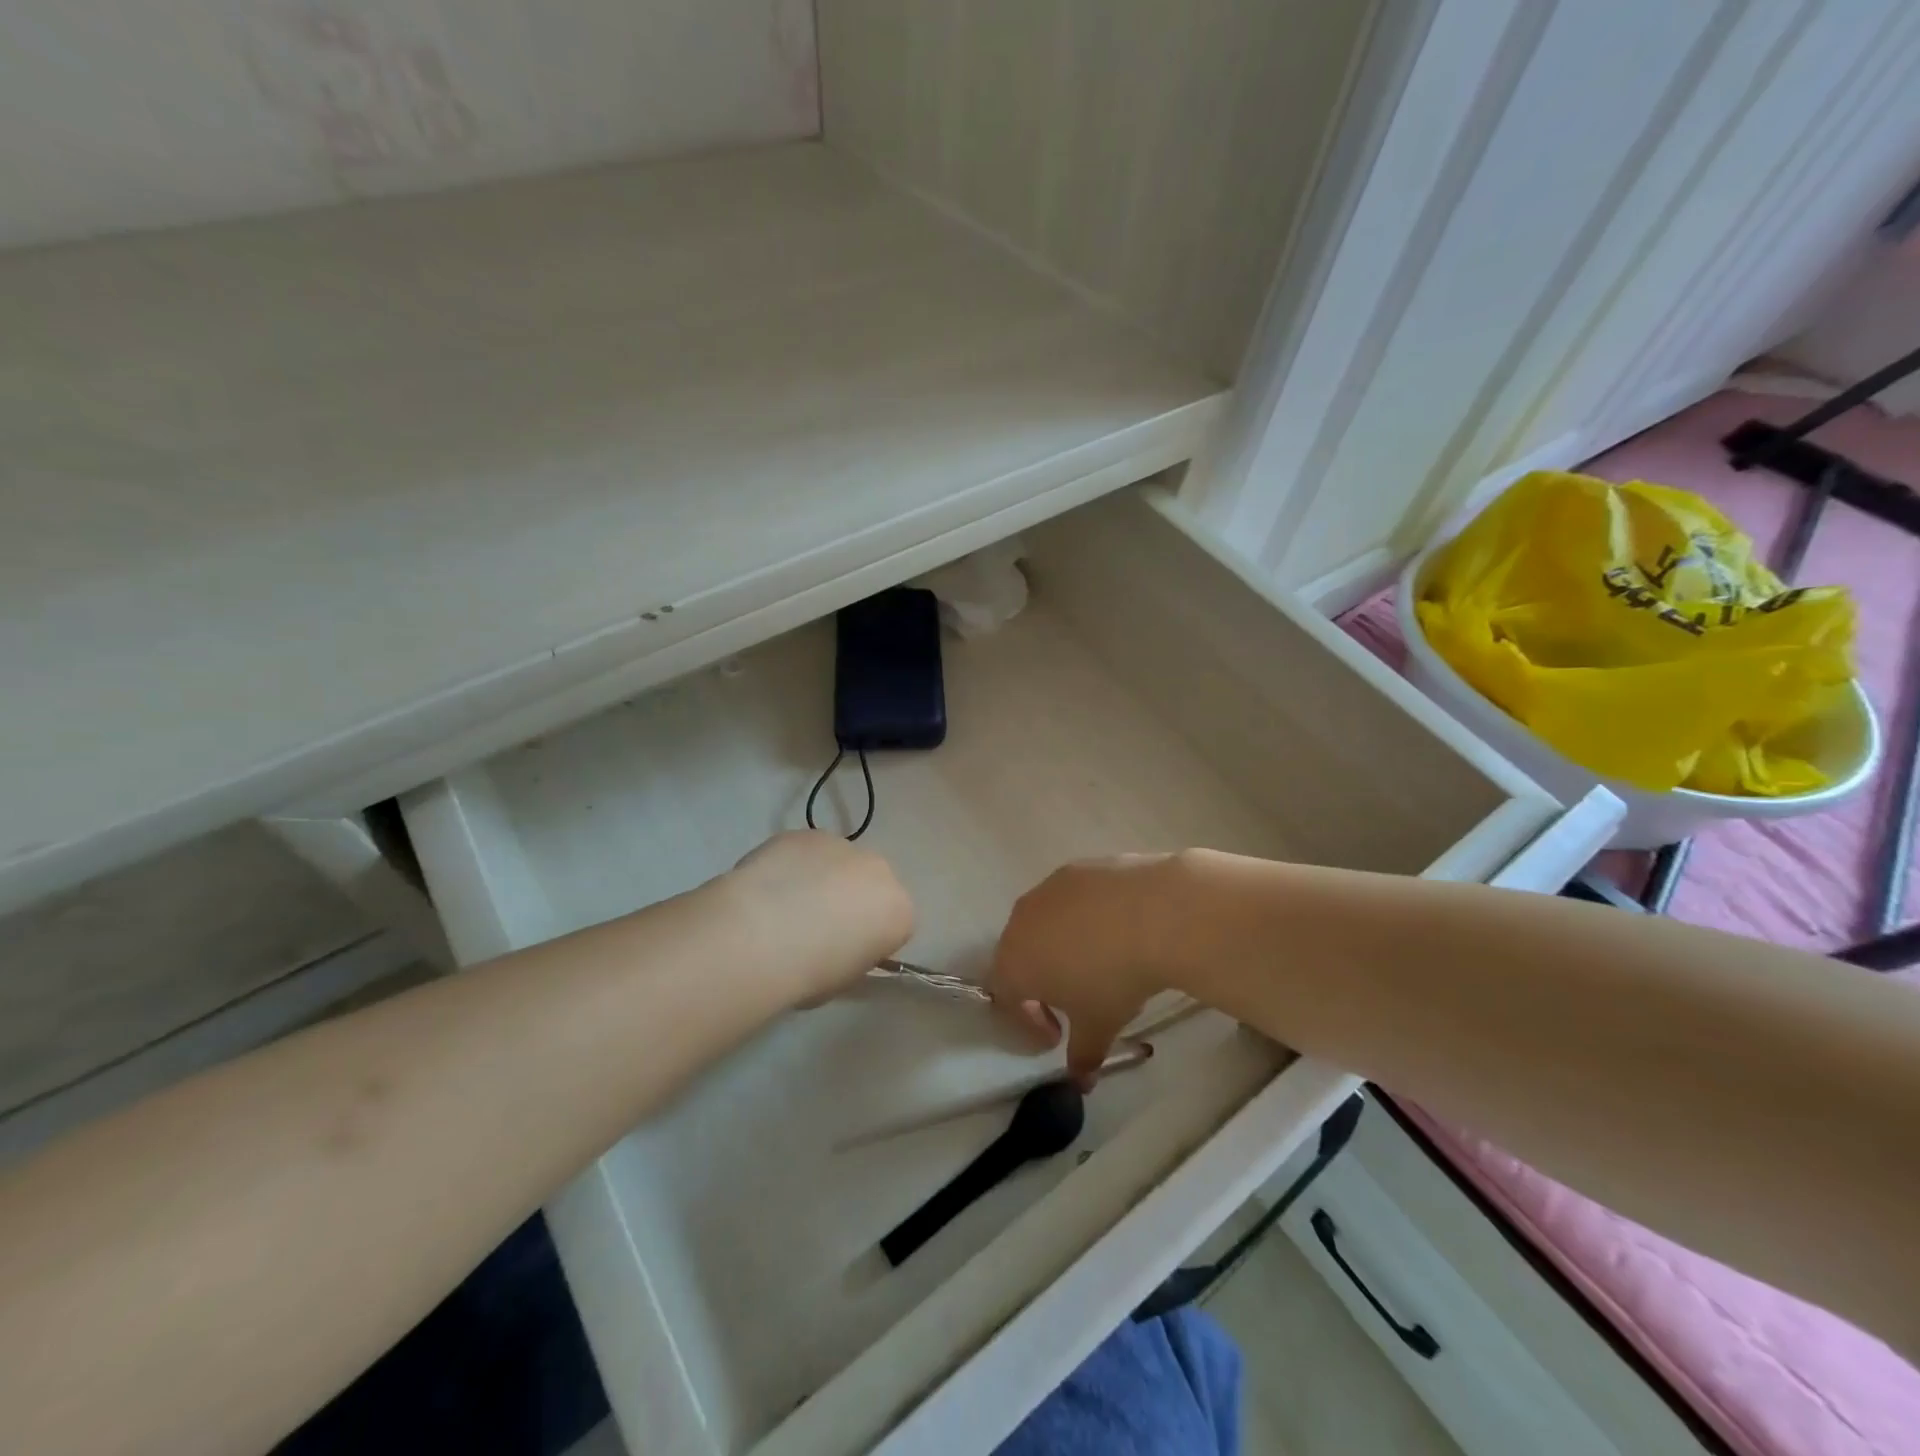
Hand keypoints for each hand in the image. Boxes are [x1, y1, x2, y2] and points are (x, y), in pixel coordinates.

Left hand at [726, 831, 914, 1003]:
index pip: (893, 924)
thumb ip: (854, 954)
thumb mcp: (845, 978)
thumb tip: (841, 947)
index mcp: (899, 910)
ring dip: (820, 879)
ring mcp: (842, 846)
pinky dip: (792, 866)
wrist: (760, 936)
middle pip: (869, 884)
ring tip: (784, 907)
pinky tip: (766, 888)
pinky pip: (804, 852)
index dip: (867, 938)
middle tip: (814, 927)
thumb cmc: (810, 972)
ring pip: (837, 863)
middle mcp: (879, 870)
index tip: (842, 953)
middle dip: (849, 900)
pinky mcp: (805, 833)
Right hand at [989, 854, 1184, 1086]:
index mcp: (1014, 962)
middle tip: (1073, 1001)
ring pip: (1043, 923)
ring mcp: (1048, 889)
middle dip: (1040, 982)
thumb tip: (1081, 1083)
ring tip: (1097, 962)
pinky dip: (1083, 918)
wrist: (1154, 912)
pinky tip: (1116, 930)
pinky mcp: (1078, 868)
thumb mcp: (1100, 1026)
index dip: (1028, 1020)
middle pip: (1019, 956)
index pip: (1005, 997)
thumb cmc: (1114, 978)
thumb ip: (1083, 1056)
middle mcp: (1021, 920)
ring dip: (1060, 947)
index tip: (1058, 1035)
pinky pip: (1070, 899)